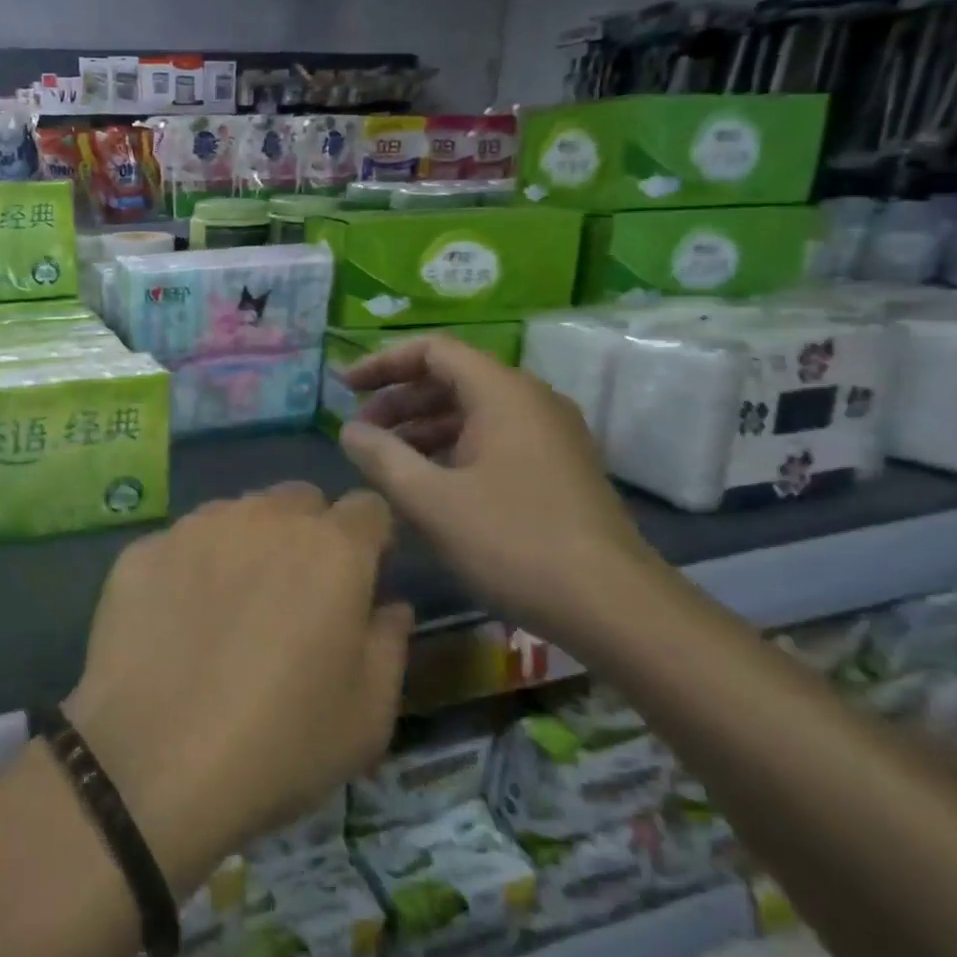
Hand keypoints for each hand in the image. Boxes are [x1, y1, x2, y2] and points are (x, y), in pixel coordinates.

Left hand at [65, 483, 411, 896]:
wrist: (153, 763)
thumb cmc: (281, 744)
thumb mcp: (369, 714)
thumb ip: (389, 643)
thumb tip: (388, 605)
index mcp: (332, 549)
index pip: (367, 507)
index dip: (371, 538)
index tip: (362, 576)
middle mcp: (263, 518)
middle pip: (299, 501)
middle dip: (308, 533)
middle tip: (295, 592)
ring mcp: (194, 528)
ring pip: (236, 513)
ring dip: (246, 543)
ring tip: (230, 605)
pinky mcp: (142, 549)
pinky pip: (180, 543)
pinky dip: (189, 567)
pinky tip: (174, 620)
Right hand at [338, 335, 666, 642]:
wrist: (612, 605)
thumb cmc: (513, 543)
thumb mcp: (430, 501)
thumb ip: (381, 457)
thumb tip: (349, 430)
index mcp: (503, 393)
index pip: (433, 351)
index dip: (382, 364)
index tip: (344, 388)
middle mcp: (530, 401)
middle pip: (452, 378)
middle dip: (398, 400)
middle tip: (359, 432)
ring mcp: (548, 435)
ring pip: (472, 412)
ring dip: (422, 428)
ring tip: (384, 461)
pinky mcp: (555, 468)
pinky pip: (492, 439)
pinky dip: (451, 449)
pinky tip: (427, 484)